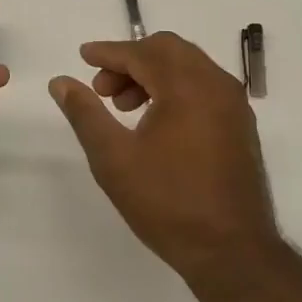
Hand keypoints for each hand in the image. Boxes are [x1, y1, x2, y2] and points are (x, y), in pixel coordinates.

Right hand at [49, 32, 281, 283]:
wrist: (232, 251)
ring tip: (124, 108)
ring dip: (154, 74)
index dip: (109, 52)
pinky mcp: (241, 125)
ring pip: (189, 66)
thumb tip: (61, 82)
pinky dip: (176, 88)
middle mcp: (216, 85)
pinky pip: (204, 86)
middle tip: (103, 89)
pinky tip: (155, 121)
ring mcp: (234, 104)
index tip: (83, 57)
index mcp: (187, 86)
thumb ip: (85, 113)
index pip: (142, 52)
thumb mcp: (114, 158)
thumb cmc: (167, 202)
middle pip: (169, 50)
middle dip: (131, 60)